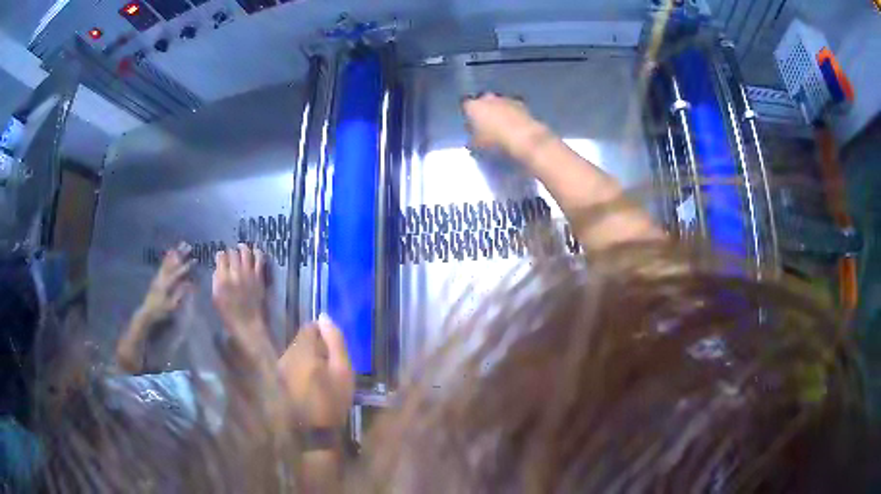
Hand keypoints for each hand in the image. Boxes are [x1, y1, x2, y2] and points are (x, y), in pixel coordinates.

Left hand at [138, 242, 193, 323]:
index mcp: (166, 284)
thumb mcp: (171, 305)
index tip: (195, 259)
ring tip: (180, 245)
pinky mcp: (157, 277)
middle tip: (188, 246)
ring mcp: (158, 276)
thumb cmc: (160, 310)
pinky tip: (170, 252)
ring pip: (167, 262)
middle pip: (172, 263)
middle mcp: (162, 277)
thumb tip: (189, 284)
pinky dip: (167, 257)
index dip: (187, 266)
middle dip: (181, 254)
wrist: (147, 311)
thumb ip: (179, 293)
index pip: (178, 273)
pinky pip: (163, 265)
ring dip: (175, 253)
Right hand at [212, 244, 270, 358]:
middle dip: (231, 251)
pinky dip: (257, 252)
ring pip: (245, 252)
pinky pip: (259, 259)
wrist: (248, 325)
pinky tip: (255, 251)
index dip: (221, 255)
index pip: (221, 257)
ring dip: (243, 248)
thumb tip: (218, 269)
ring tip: (242, 247)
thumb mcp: (216, 299)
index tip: (221, 257)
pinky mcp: (259, 277)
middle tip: (231, 253)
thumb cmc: (230, 316)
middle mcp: (234, 274)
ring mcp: (248, 274)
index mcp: (222, 279)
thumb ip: (216, 281)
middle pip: (233, 253)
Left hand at [278, 315, 354, 428]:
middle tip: (330, 365)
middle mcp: (285, 355)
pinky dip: (299, 369)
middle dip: (315, 347)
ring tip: (321, 376)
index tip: (334, 349)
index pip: (309, 328)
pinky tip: (309, 384)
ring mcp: (279, 368)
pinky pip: (290, 365)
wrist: (313, 432)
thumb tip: (324, 317)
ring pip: (294, 353)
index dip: (323, 334)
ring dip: (307, 359)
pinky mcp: (277, 380)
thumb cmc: (332, 401)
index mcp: (302, 351)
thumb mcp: (343, 371)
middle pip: (300, 340)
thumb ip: (335, 342)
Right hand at [462, 93, 548, 156]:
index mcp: (473, 106)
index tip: (471, 125)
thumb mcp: (476, 146)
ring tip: (502, 126)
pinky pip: (513, 108)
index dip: (468, 116)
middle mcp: (488, 98)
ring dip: (499, 111)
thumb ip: (472, 139)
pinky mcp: (522, 104)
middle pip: (483, 101)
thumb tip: (472, 139)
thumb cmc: (495, 143)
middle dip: (484, 110)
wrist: (525, 140)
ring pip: (499, 103)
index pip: (466, 106)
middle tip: (486, 125)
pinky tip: (515, 126)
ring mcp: (506, 99)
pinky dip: (512, 114)